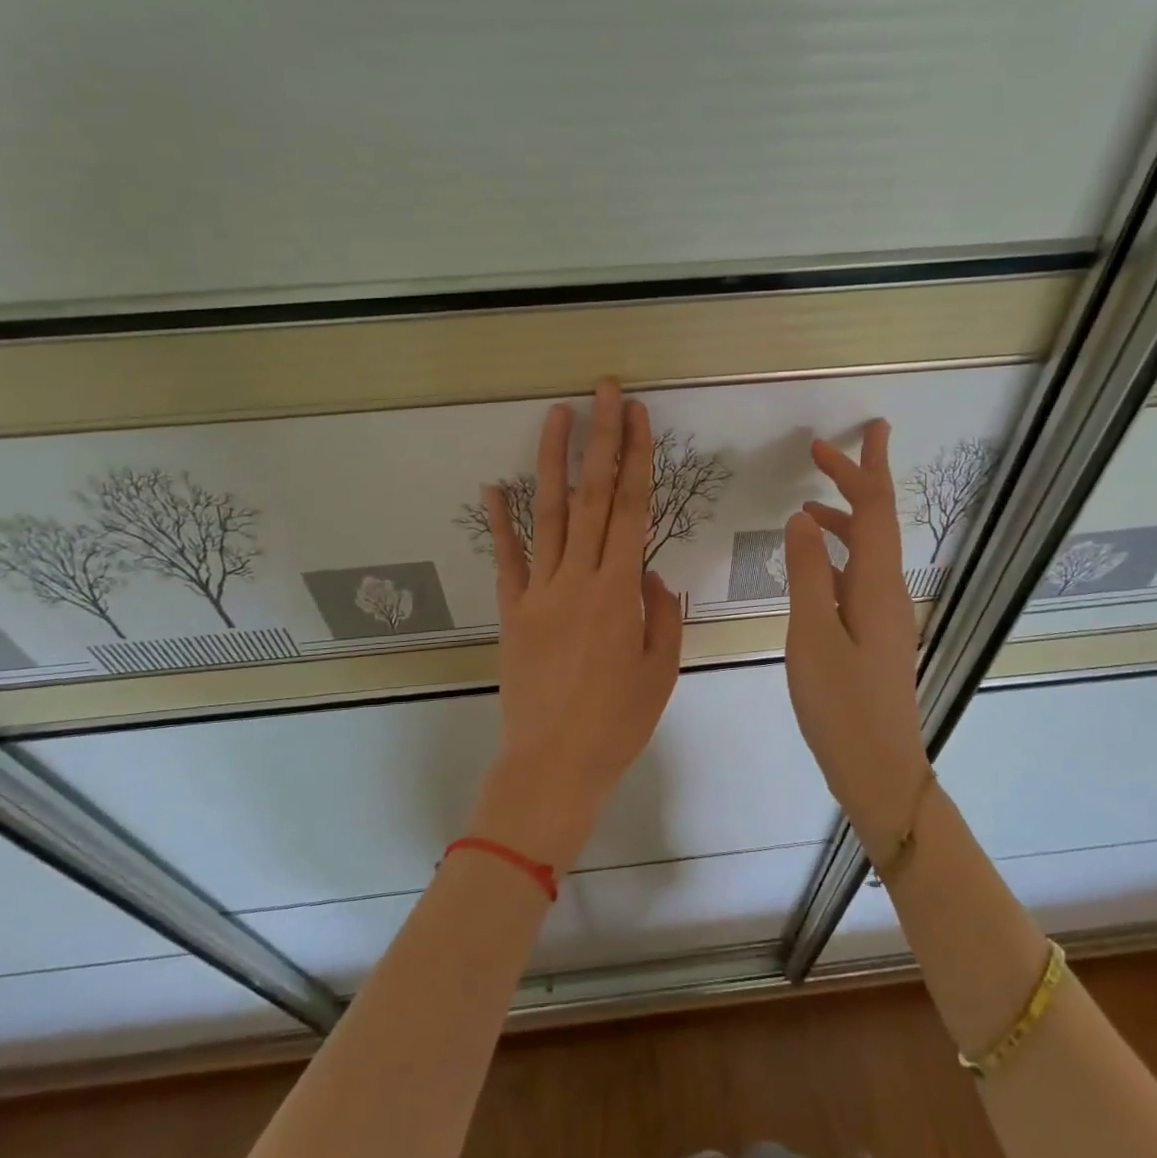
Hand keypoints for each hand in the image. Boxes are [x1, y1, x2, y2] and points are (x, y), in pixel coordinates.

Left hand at [470, 379, 683, 871]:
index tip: (639, 416)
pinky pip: (507, 559)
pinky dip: (501, 521)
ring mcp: (538, 592)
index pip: (631, 509)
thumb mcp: (661, 671)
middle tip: (604, 390)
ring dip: (552, 461)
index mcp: (619, 592)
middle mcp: (577, 579)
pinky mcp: (512, 611)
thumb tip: (651, 574)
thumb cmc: (617, 724)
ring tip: (556, 415)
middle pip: (592, 496)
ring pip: (548, 514)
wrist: (551, 767)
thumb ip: (662, 614)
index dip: (636, 457)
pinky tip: (494, 486)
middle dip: (600, 438)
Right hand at [783, 420, 930, 850]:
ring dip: (844, 520)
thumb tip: (801, 519)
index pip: (873, 510)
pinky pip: (857, 577)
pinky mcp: (874, 635)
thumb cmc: (842, 704)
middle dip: (857, 481)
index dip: (859, 469)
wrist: (879, 769)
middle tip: (826, 451)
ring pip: (867, 550)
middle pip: (877, 522)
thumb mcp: (813, 634)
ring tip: (809, 505)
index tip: (840, 438)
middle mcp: (888, 592)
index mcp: (877, 585)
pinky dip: (836, 556)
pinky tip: (812, 564)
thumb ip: (807, 573)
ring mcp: (883, 615)